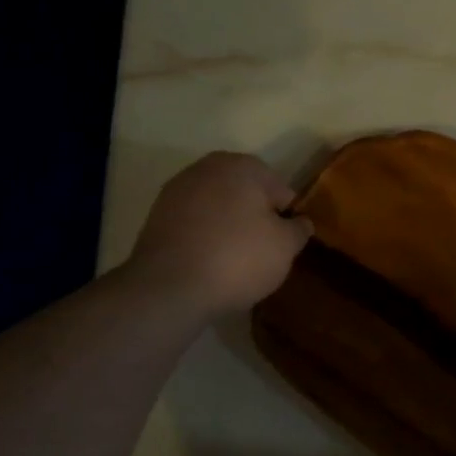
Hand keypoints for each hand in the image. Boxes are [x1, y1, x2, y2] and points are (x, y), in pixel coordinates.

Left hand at [127, 152, 312, 314]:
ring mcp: (176, 191)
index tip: (285, 242)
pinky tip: (210, 262)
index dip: (286, 216)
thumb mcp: (286, 246)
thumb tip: (300, 222)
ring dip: (229, 225)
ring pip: (218, 207)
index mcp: (242, 166)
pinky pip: (195, 223)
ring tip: (235, 260)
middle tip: (263, 250)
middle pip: (246, 194)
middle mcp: (206, 168)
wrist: (169, 289)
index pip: (280, 189)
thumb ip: (299, 228)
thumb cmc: (239, 258)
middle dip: (256, 216)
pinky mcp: (155, 217)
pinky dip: (205, 236)